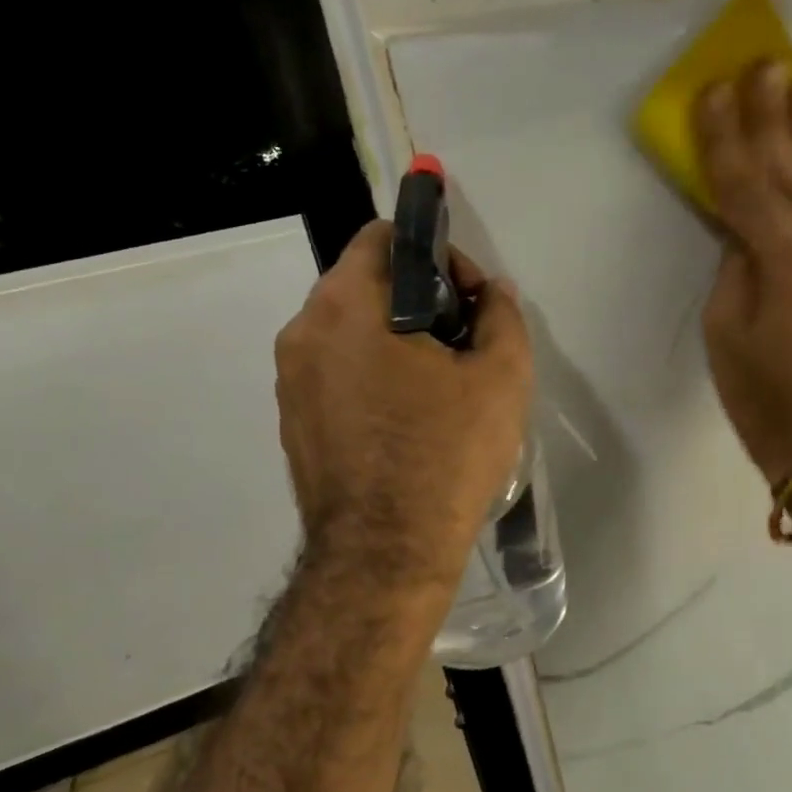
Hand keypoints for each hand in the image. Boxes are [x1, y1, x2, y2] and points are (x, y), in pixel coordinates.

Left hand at [275, 220, 532, 596]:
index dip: (438, 255)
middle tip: (466, 343)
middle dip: (421, 300)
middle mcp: (303, 331)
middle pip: (366, 284)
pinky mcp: (293, 421)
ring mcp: (290, 380)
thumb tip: (493, 292)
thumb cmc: (446, 454)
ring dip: (397, 339)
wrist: (385, 554)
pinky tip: (411, 421)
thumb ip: (502, 316)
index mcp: (347, 305)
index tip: (471, 300)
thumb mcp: (502, 377)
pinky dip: (373, 375)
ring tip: (443, 386)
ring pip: (351, 331)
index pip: (384, 238)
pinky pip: (337, 373)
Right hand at [696, 60, 791, 489]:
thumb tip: (742, 233)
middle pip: (789, 172)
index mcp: (779, 259)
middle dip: (774, 117)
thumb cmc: (757, 390)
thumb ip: (734, 268)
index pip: (744, 185)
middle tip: (768, 65)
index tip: (715, 91)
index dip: (726, 138)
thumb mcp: (724, 328)